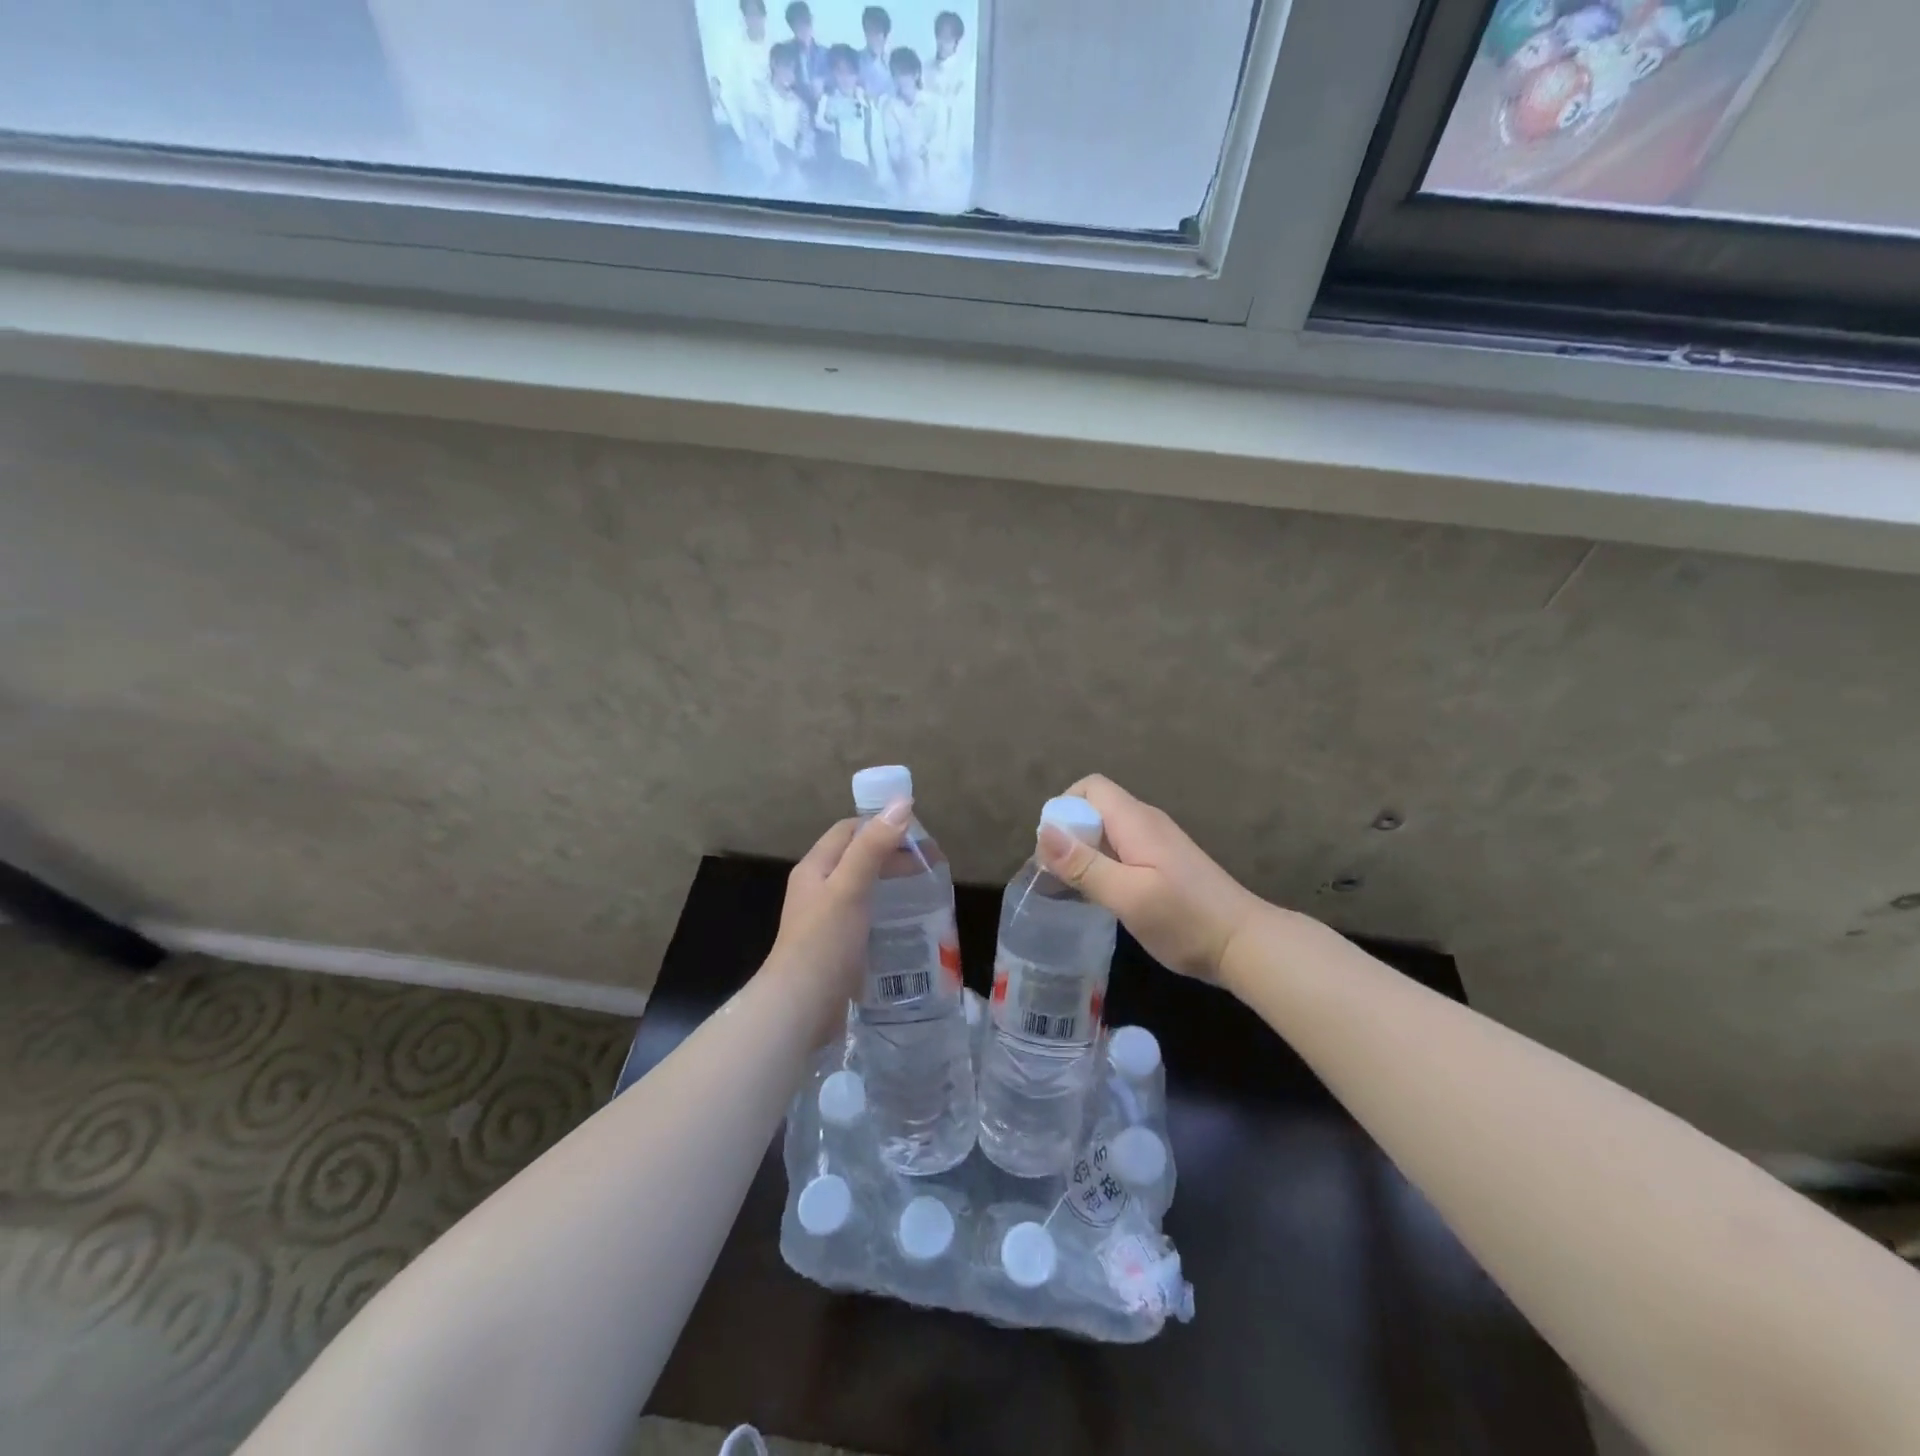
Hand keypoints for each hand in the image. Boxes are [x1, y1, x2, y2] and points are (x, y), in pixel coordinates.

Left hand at [768, 799, 912, 1008]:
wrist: (800, 1008)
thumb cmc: (824, 942)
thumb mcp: (850, 888)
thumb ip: (873, 847)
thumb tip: (902, 803)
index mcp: (815, 868)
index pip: (849, 830)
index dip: (881, 825)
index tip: (918, 834)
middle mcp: (817, 888)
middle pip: (857, 857)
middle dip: (892, 855)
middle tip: (931, 866)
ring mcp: (825, 919)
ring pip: (863, 887)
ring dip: (892, 883)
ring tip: (925, 891)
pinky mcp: (836, 945)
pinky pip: (865, 916)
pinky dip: (887, 910)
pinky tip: (907, 922)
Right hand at [1037, 775, 1266, 985]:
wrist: (1246, 945)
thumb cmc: (1185, 920)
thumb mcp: (1127, 896)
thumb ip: (1085, 864)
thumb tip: (1043, 831)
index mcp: (1136, 821)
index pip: (1090, 787)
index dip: (1064, 808)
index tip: (1053, 848)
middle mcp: (1146, 823)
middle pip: (1096, 808)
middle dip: (1070, 833)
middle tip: (1058, 875)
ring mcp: (1158, 843)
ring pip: (1108, 831)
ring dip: (1085, 852)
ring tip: (1074, 889)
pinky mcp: (1164, 864)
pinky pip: (1122, 850)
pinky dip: (1104, 865)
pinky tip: (1103, 896)